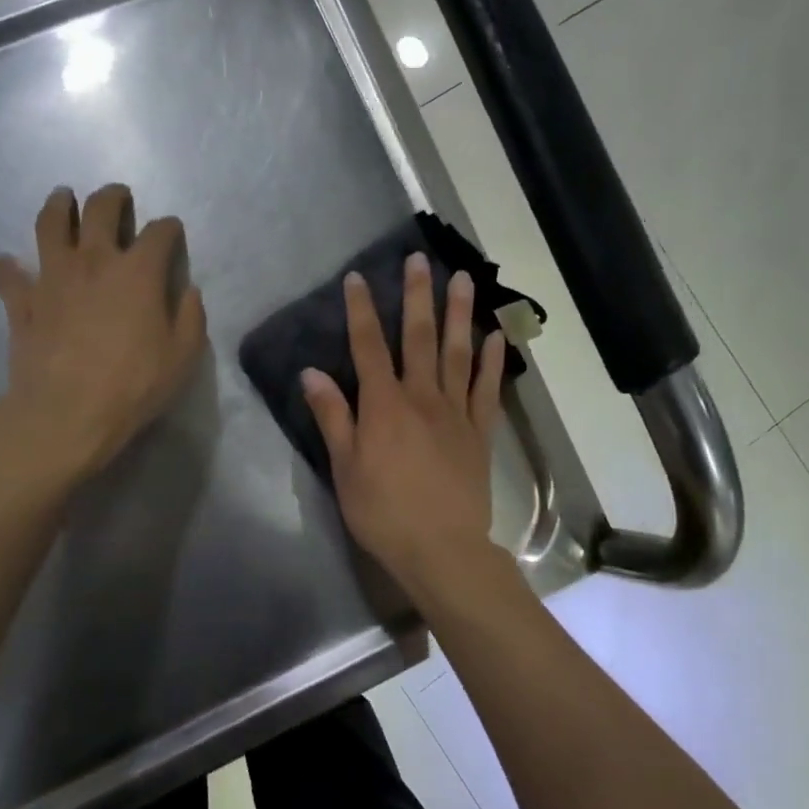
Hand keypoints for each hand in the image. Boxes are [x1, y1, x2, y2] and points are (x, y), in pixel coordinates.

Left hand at [0, 184, 207, 484]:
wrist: (66, 413)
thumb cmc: (133, 386)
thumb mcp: (183, 357)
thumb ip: (191, 318)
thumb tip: (189, 292)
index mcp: (138, 272)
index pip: (159, 233)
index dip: (169, 227)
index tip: (172, 230)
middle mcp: (93, 261)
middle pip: (100, 211)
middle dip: (112, 198)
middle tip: (117, 196)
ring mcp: (52, 278)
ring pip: (50, 225)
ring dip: (58, 206)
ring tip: (62, 198)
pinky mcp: (22, 303)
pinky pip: (10, 276)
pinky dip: (9, 266)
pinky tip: (7, 261)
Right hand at [301, 253, 506, 589]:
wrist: (442, 548)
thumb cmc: (384, 511)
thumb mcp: (345, 468)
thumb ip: (333, 417)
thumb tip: (312, 373)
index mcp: (384, 405)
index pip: (368, 347)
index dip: (361, 311)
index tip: (358, 278)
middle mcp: (422, 397)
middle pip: (418, 338)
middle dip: (417, 296)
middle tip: (420, 259)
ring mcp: (455, 412)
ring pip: (457, 353)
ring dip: (459, 315)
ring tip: (464, 280)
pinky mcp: (479, 432)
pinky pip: (486, 389)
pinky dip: (492, 361)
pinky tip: (496, 336)